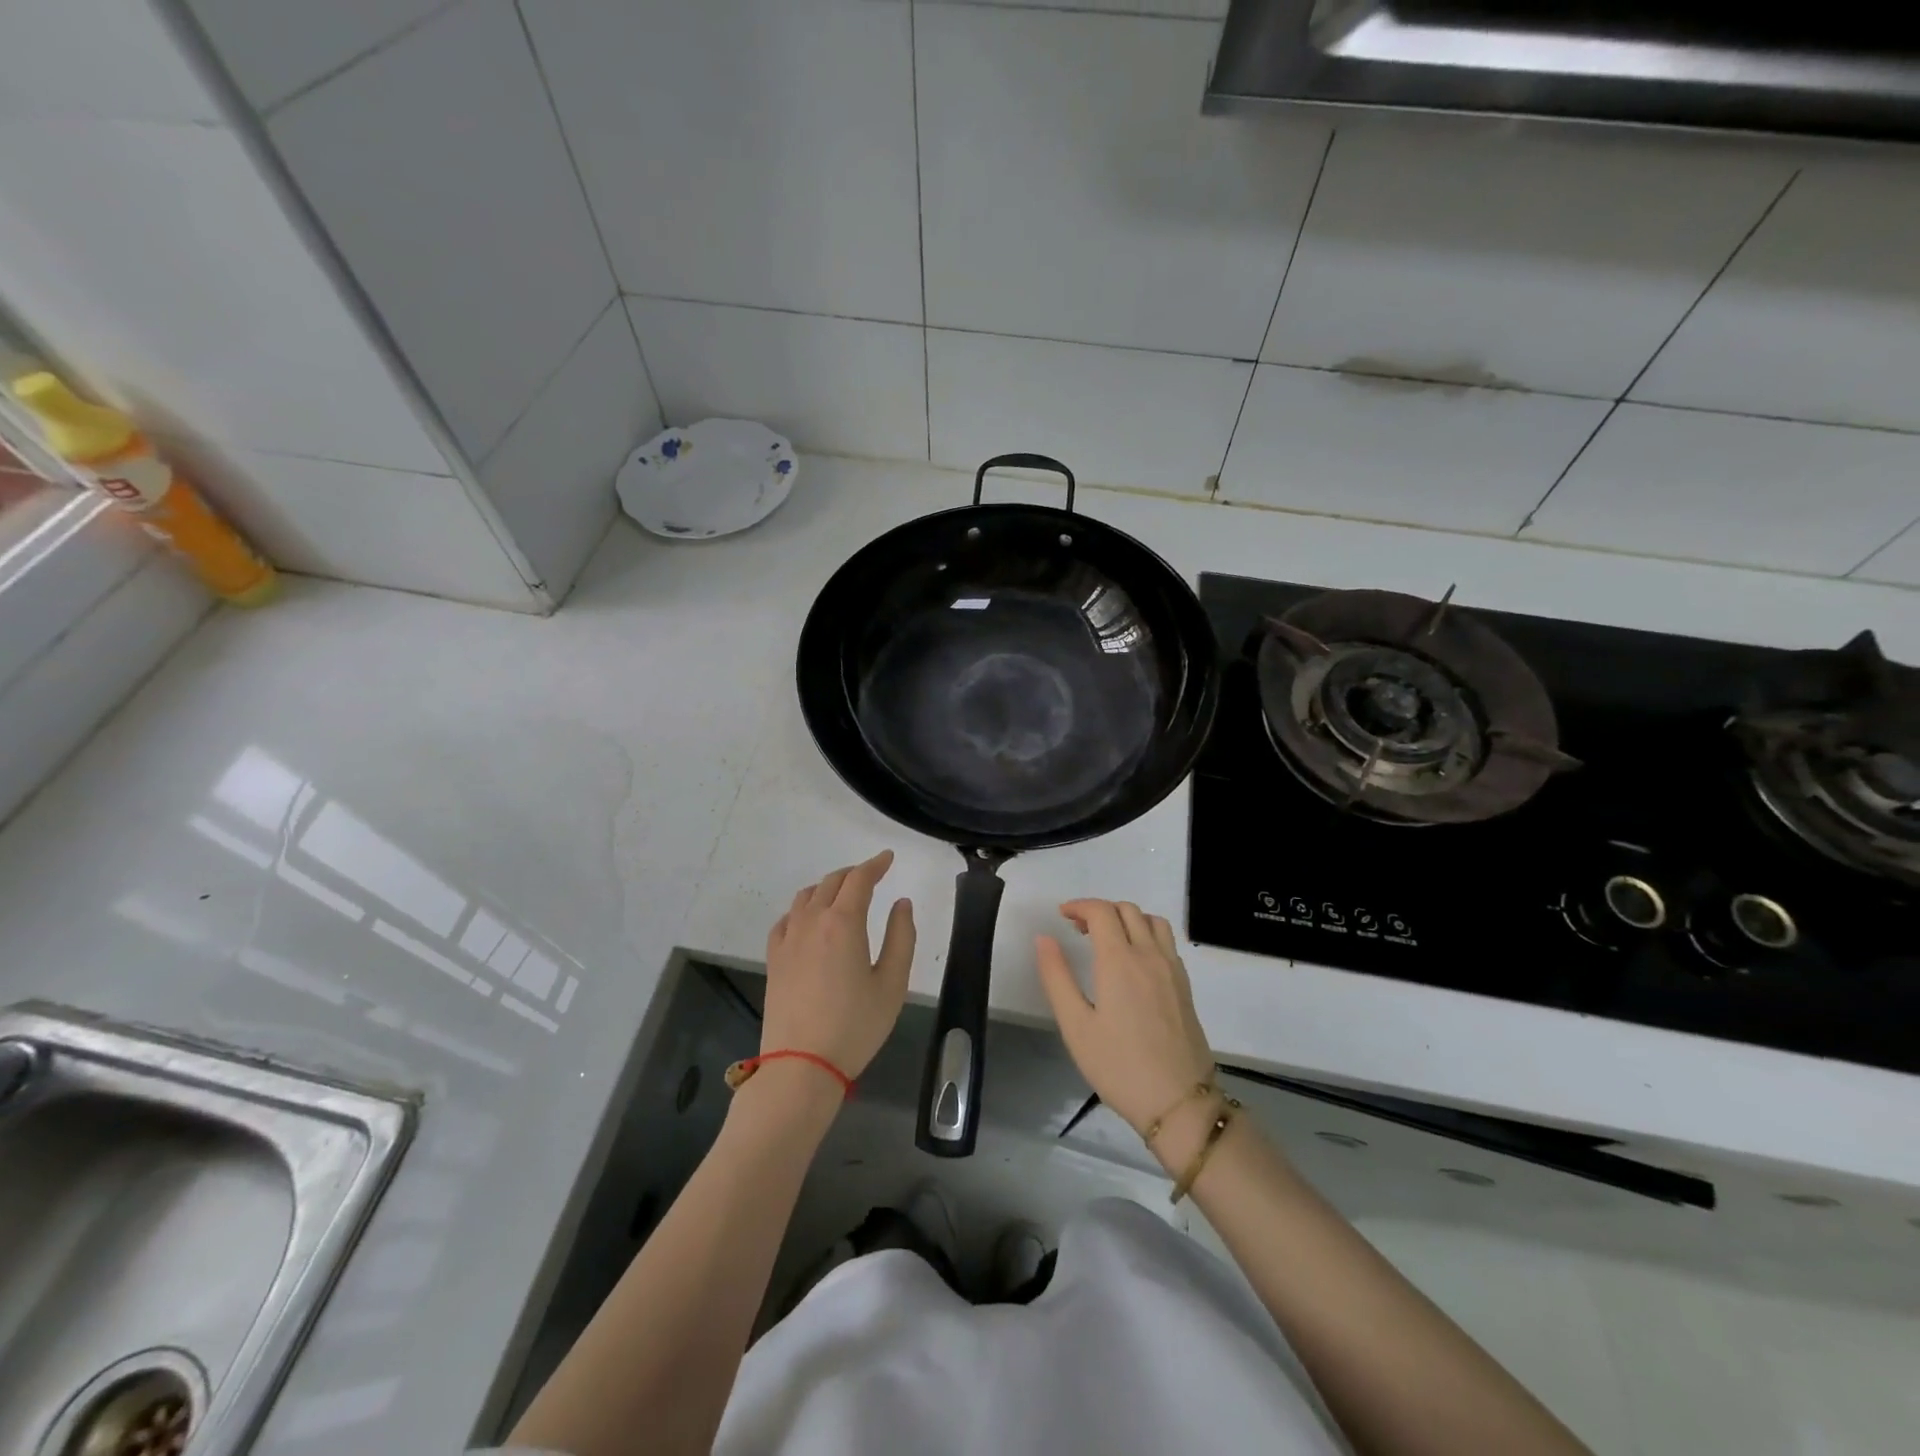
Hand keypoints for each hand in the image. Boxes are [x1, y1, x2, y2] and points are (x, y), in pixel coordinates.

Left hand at [762, 851, 914, 1081]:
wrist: (801, 1065)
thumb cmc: (855, 1026)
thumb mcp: (892, 984)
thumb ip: (901, 937)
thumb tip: (901, 904)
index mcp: (844, 922)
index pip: (860, 879)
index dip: (876, 864)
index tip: (888, 858)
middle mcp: (812, 921)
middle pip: (831, 882)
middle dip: (853, 873)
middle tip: (871, 875)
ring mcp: (788, 939)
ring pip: (806, 896)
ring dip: (827, 887)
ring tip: (842, 893)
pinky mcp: (774, 958)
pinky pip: (786, 919)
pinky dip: (802, 908)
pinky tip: (808, 920)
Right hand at [1036, 900, 1215, 1136]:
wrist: (1179, 1103)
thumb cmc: (1119, 1066)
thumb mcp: (1076, 1026)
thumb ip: (1057, 977)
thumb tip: (1044, 938)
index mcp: (1120, 960)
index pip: (1101, 911)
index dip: (1079, 906)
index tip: (1061, 916)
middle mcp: (1149, 955)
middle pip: (1127, 910)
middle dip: (1100, 910)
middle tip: (1078, 930)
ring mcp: (1172, 970)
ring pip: (1152, 921)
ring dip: (1127, 918)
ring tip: (1108, 940)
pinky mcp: (1185, 986)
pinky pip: (1166, 942)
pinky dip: (1146, 934)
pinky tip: (1134, 962)